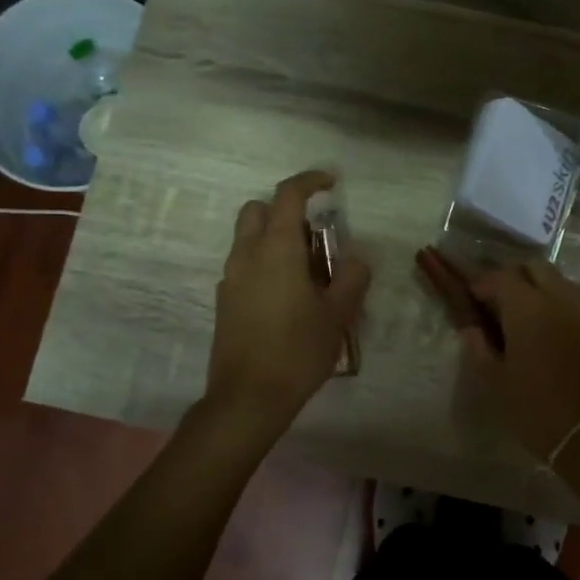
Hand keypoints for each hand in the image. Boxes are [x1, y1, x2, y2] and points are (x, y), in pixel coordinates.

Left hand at [206, 170, 370, 441]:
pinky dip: (264, 263)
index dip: (310, 181)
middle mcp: (247, 255)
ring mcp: (231, 278)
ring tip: (307, 273)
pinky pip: (244, 266)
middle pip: (258, 210)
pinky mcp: (224, 301)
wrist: (248, 398)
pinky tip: (286, 298)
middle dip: (285, 210)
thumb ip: (351, 278)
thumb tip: (355, 258)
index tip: (331, 183)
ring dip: (275, 239)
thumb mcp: (338, 315)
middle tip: (316, 237)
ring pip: (248, 239)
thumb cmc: (298, 351)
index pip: (288, 195)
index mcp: (276, 249)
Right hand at [460, 260, 579, 463]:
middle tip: (503, 306)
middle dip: (516, 279)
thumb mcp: (498, 384)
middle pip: (536, 269)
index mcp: (528, 308)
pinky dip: (567, 311)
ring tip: (533, 322)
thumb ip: (480, 349)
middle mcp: (562, 299)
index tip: (474, 300)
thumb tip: (471, 329)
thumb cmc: (540, 411)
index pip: (502, 277)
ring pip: (563, 284)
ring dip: (544, 292)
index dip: (484, 284)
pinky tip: (561, 339)